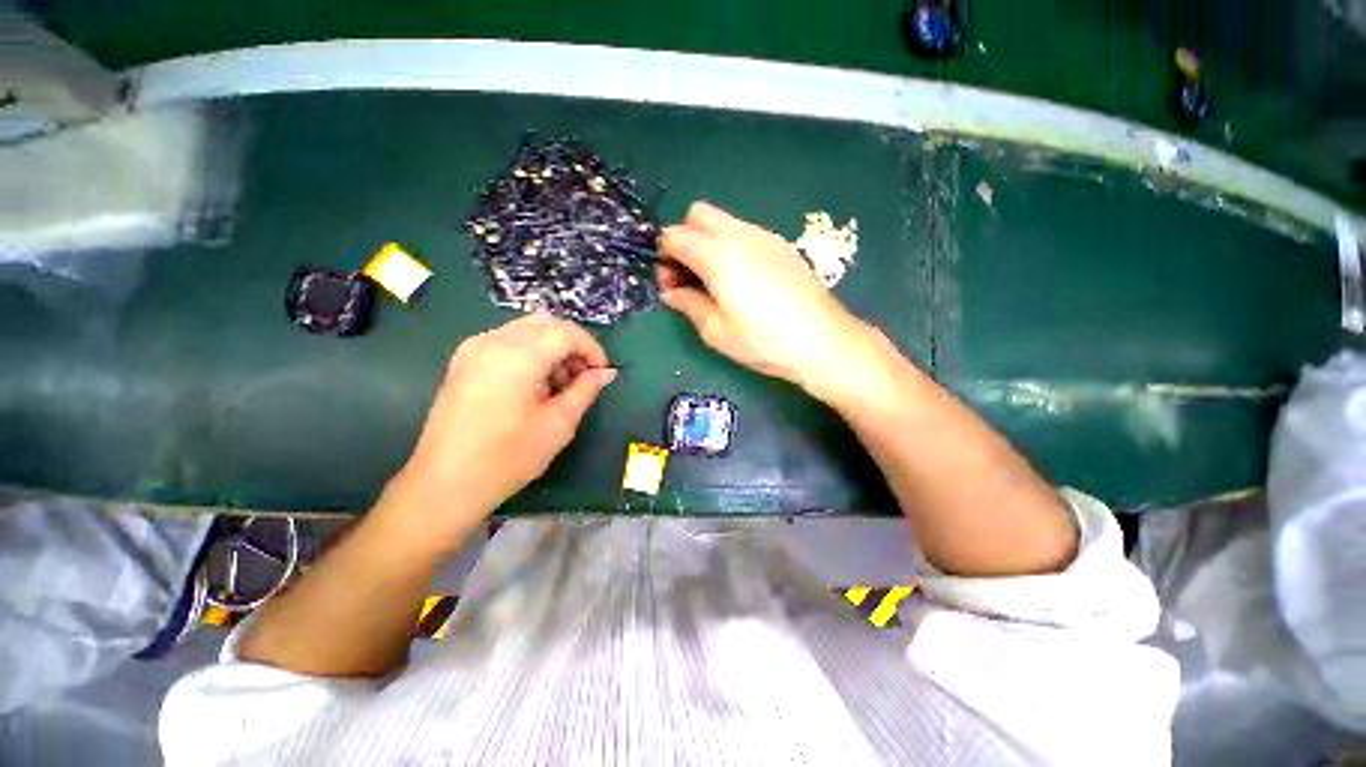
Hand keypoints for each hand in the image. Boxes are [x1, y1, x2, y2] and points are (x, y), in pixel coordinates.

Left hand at [379, 314, 615, 543]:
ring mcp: (474, 348)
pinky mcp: (464, 361)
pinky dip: (530, 352)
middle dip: (572, 344)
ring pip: (526, 329)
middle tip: (583, 375)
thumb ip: (585, 390)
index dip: (591, 348)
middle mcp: (493, 341)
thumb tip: (606, 373)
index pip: (565, 332)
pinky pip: (506, 341)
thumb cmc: (509, 456)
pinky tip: (534, 383)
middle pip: (545, 323)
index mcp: (518, 355)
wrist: (446, 483)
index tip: (602, 372)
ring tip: (560, 384)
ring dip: (552, 347)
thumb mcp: (559, 424)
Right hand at [658, 202, 868, 397]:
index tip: (669, 282)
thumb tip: (670, 292)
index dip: (664, 256)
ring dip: (708, 241)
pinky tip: (742, 279)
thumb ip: (688, 304)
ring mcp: (764, 236)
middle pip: (698, 214)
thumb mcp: (716, 331)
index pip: (675, 236)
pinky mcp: (781, 245)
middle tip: (690, 275)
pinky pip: (745, 232)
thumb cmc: (764, 341)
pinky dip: (731, 245)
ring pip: (723, 220)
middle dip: (685, 238)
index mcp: (717, 256)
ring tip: (715, 280)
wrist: (823, 341)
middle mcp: (739, 235)